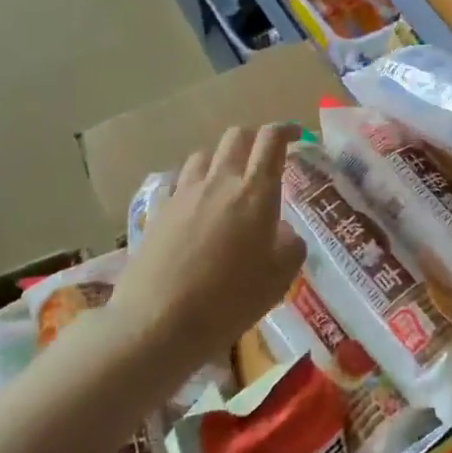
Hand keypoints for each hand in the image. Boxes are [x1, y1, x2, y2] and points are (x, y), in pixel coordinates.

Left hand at [124, 123, 306, 356]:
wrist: (158, 322)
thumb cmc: (230, 299)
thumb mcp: (280, 277)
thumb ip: (290, 244)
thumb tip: (281, 230)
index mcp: (255, 192)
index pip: (271, 141)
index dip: (284, 130)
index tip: (294, 135)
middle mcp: (220, 182)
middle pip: (235, 136)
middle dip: (253, 139)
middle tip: (263, 159)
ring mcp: (184, 194)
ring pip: (203, 156)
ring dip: (220, 161)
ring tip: (226, 184)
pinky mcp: (158, 212)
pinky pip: (178, 183)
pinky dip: (192, 186)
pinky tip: (194, 208)